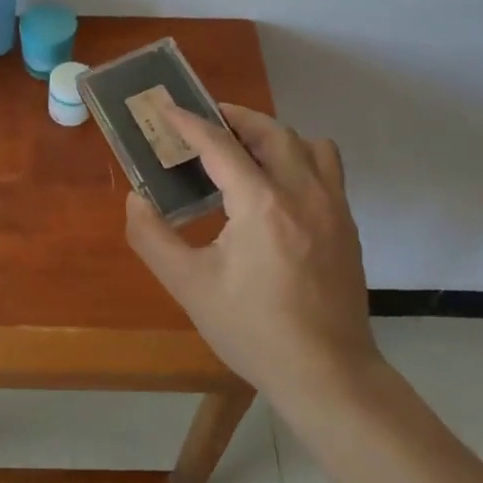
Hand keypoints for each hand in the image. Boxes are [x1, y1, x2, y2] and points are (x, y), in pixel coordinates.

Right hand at [124, 103, 379, 421]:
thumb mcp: (190, 287)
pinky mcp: (346, 225)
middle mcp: (302, 193)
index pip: (220, 145)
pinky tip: (277, 187)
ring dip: (273, 135)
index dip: (189, 123)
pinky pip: (327, 168)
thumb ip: (153, 238)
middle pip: (270, 131)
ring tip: (245, 149)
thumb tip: (136, 201)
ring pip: (307, 144)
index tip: (166, 108)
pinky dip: (299, 158)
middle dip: (235, 118)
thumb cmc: (253, 331)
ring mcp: (332, 207)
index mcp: (261, 205)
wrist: (326, 374)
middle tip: (206, 121)